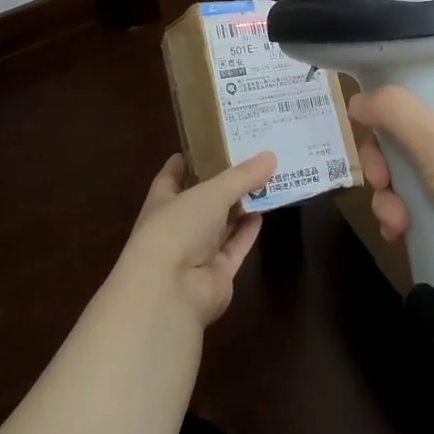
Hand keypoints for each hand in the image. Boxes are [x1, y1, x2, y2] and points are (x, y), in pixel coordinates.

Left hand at [119, 152, 272, 325]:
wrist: (171, 291)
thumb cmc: (177, 228)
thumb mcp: (210, 192)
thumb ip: (241, 176)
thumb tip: (270, 156)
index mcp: (162, 202)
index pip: (172, 177)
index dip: (187, 161)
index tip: (206, 142)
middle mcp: (178, 226)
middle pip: (203, 200)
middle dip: (223, 182)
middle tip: (250, 158)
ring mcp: (197, 252)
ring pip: (222, 224)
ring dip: (240, 206)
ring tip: (265, 180)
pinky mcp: (217, 274)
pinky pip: (236, 247)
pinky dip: (248, 231)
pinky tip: (264, 213)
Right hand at [350, 88, 433, 311]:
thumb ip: (392, 111)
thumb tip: (357, 99)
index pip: (412, 99)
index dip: (385, 115)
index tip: (368, 134)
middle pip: (402, 143)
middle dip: (383, 167)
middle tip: (380, 183)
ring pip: (405, 182)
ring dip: (390, 200)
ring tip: (396, 223)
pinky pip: (417, 214)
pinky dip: (404, 223)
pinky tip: (401, 236)